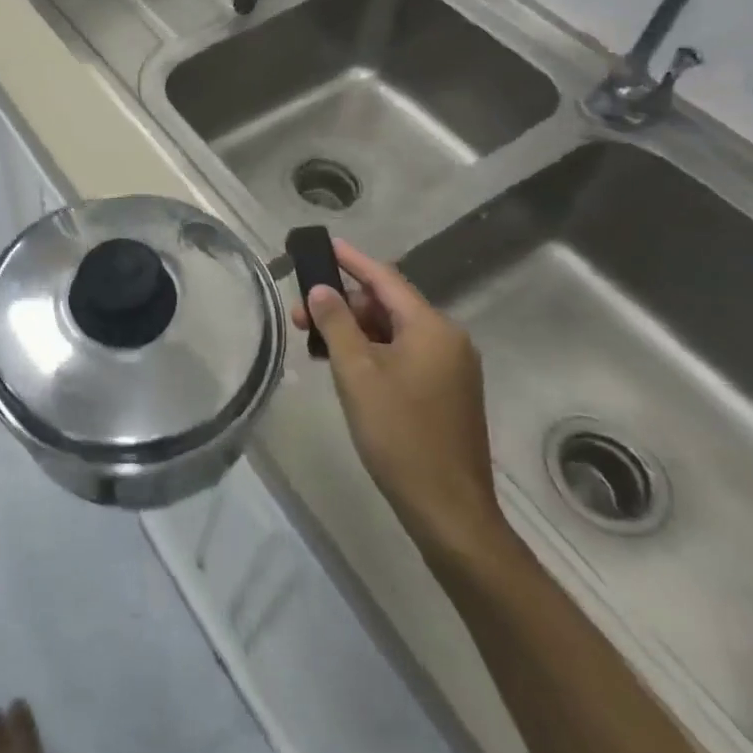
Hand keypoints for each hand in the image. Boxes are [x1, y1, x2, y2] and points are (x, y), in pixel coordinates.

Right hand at [292, 242, 506, 561]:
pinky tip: (345, 366)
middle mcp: (448, 340)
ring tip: (315, 343)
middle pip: (388, 305)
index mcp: (432, 328)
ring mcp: (451, 368)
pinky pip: (405, 355)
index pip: (385, 279)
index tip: (324, 244)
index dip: (351, 260)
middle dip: (343, 304)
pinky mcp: (447, 392)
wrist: (448, 508)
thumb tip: (321, 290)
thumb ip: (336, 324)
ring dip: (355, 331)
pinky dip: (373, 352)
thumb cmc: (399, 434)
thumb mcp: (357, 373)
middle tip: (300, 314)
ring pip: (394, 332)